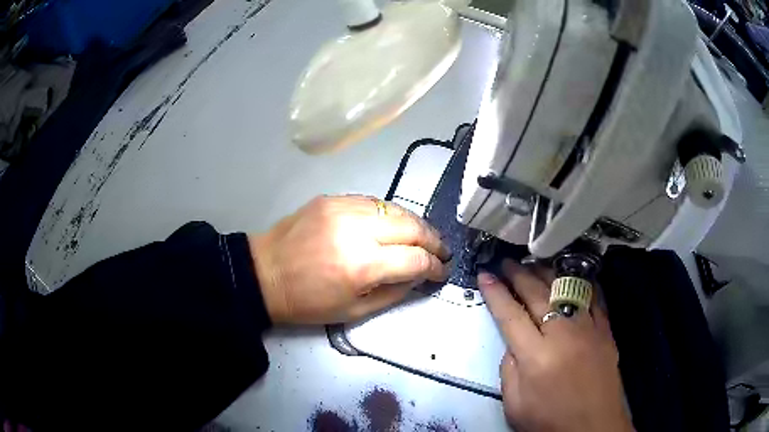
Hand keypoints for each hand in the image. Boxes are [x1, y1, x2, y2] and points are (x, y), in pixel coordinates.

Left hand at [250, 195, 450, 323]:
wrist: (264, 273)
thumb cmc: (307, 302)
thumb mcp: (354, 312)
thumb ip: (394, 292)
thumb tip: (419, 275)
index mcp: (361, 266)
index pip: (416, 259)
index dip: (435, 267)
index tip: (442, 272)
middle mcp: (356, 230)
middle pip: (412, 226)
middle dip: (434, 240)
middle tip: (441, 252)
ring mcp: (343, 208)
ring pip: (395, 208)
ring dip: (415, 224)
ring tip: (422, 238)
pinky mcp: (332, 198)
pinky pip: (373, 202)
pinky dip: (389, 214)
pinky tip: (392, 226)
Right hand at [478, 261, 632, 431]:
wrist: (593, 427)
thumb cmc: (549, 421)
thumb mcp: (514, 404)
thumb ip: (508, 369)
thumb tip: (513, 342)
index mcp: (535, 356)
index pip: (510, 314)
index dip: (495, 292)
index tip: (485, 274)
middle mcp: (562, 334)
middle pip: (537, 294)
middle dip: (518, 274)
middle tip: (506, 262)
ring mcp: (588, 328)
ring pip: (566, 289)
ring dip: (547, 272)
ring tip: (533, 263)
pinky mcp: (605, 330)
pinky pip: (593, 297)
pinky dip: (581, 283)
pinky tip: (572, 275)